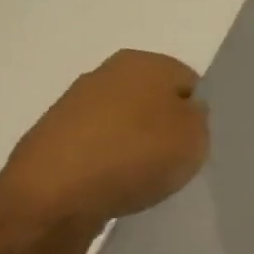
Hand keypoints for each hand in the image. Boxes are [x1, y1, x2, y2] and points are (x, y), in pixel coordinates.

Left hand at [0, 50, 208, 243]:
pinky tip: (114, 184)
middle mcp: (108, 72)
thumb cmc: (137, 154)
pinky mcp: (55, 135)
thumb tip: (185, 111)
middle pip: (153, 99)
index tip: (197, 142)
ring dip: (136, 144)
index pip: (188, 80)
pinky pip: (98, 145)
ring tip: (143, 177)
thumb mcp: (195, 138)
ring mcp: (76, 102)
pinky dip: (109, 161)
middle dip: (164, 126)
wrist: (57, 191)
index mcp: (146, 62)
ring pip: (124, 122)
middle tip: (174, 160)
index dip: (197, 112)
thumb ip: (199, 118)